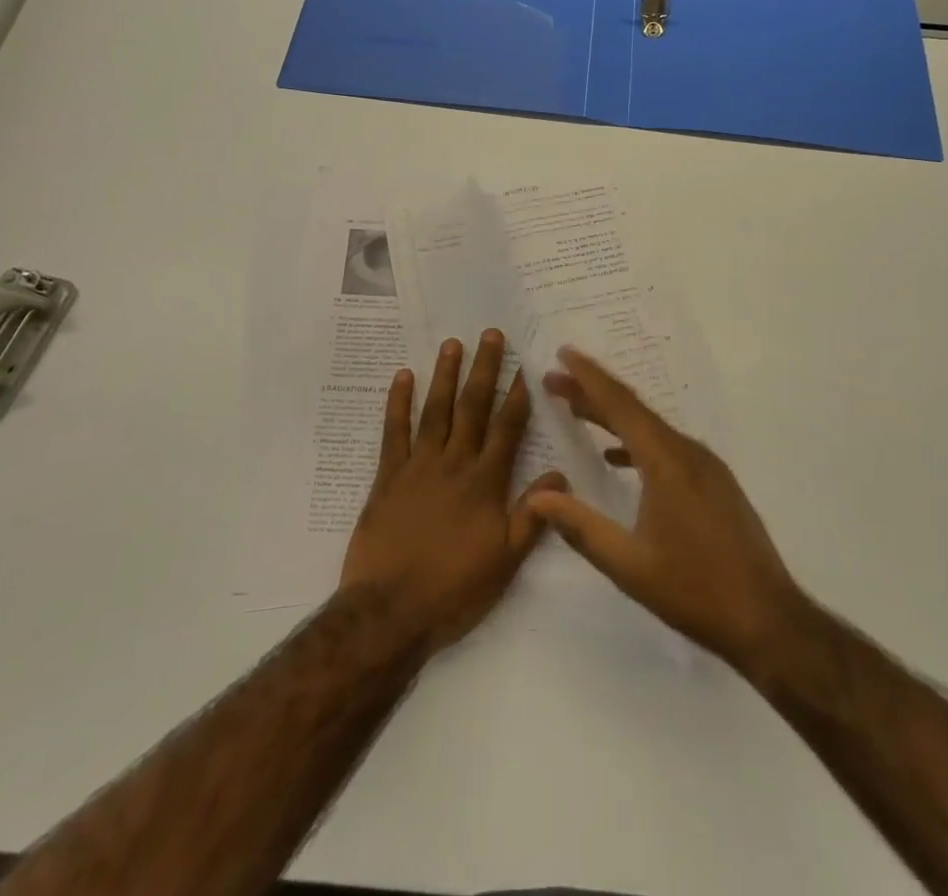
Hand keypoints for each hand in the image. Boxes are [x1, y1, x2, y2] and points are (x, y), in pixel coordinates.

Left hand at [340, 330, 565, 656]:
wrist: (390, 612)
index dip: (517, 397)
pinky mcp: (387, 477)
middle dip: (484, 369)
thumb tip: (560, 475)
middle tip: (490, 334)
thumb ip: (533, 515)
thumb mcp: (505, 561)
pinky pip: (393, 432)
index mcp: (485, 483)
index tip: (524, 366)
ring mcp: (418, 466)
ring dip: (444, 375)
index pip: (507, 429)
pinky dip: (398, 403)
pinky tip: (402, 376)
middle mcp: (454, 464)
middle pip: (473, 408)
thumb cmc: (454, 590)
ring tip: (452, 343)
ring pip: (435, 411)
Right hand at [527, 347, 805, 673]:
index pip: (620, 405)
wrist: (769, 621)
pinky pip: (667, 447)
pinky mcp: (715, 484)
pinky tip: (617, 458)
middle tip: (555, 380)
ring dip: (613, 417)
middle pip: (634, 410)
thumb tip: (538, 496)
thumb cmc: (696, 591)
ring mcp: (706, 467)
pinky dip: (636, 443)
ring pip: (651, 429)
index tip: (563, 352)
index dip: (588, 377)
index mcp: (667, 461)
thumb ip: (580, 527)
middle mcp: (688, 452)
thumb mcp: (629, 565)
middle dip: (592, 392)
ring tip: (578, 410)